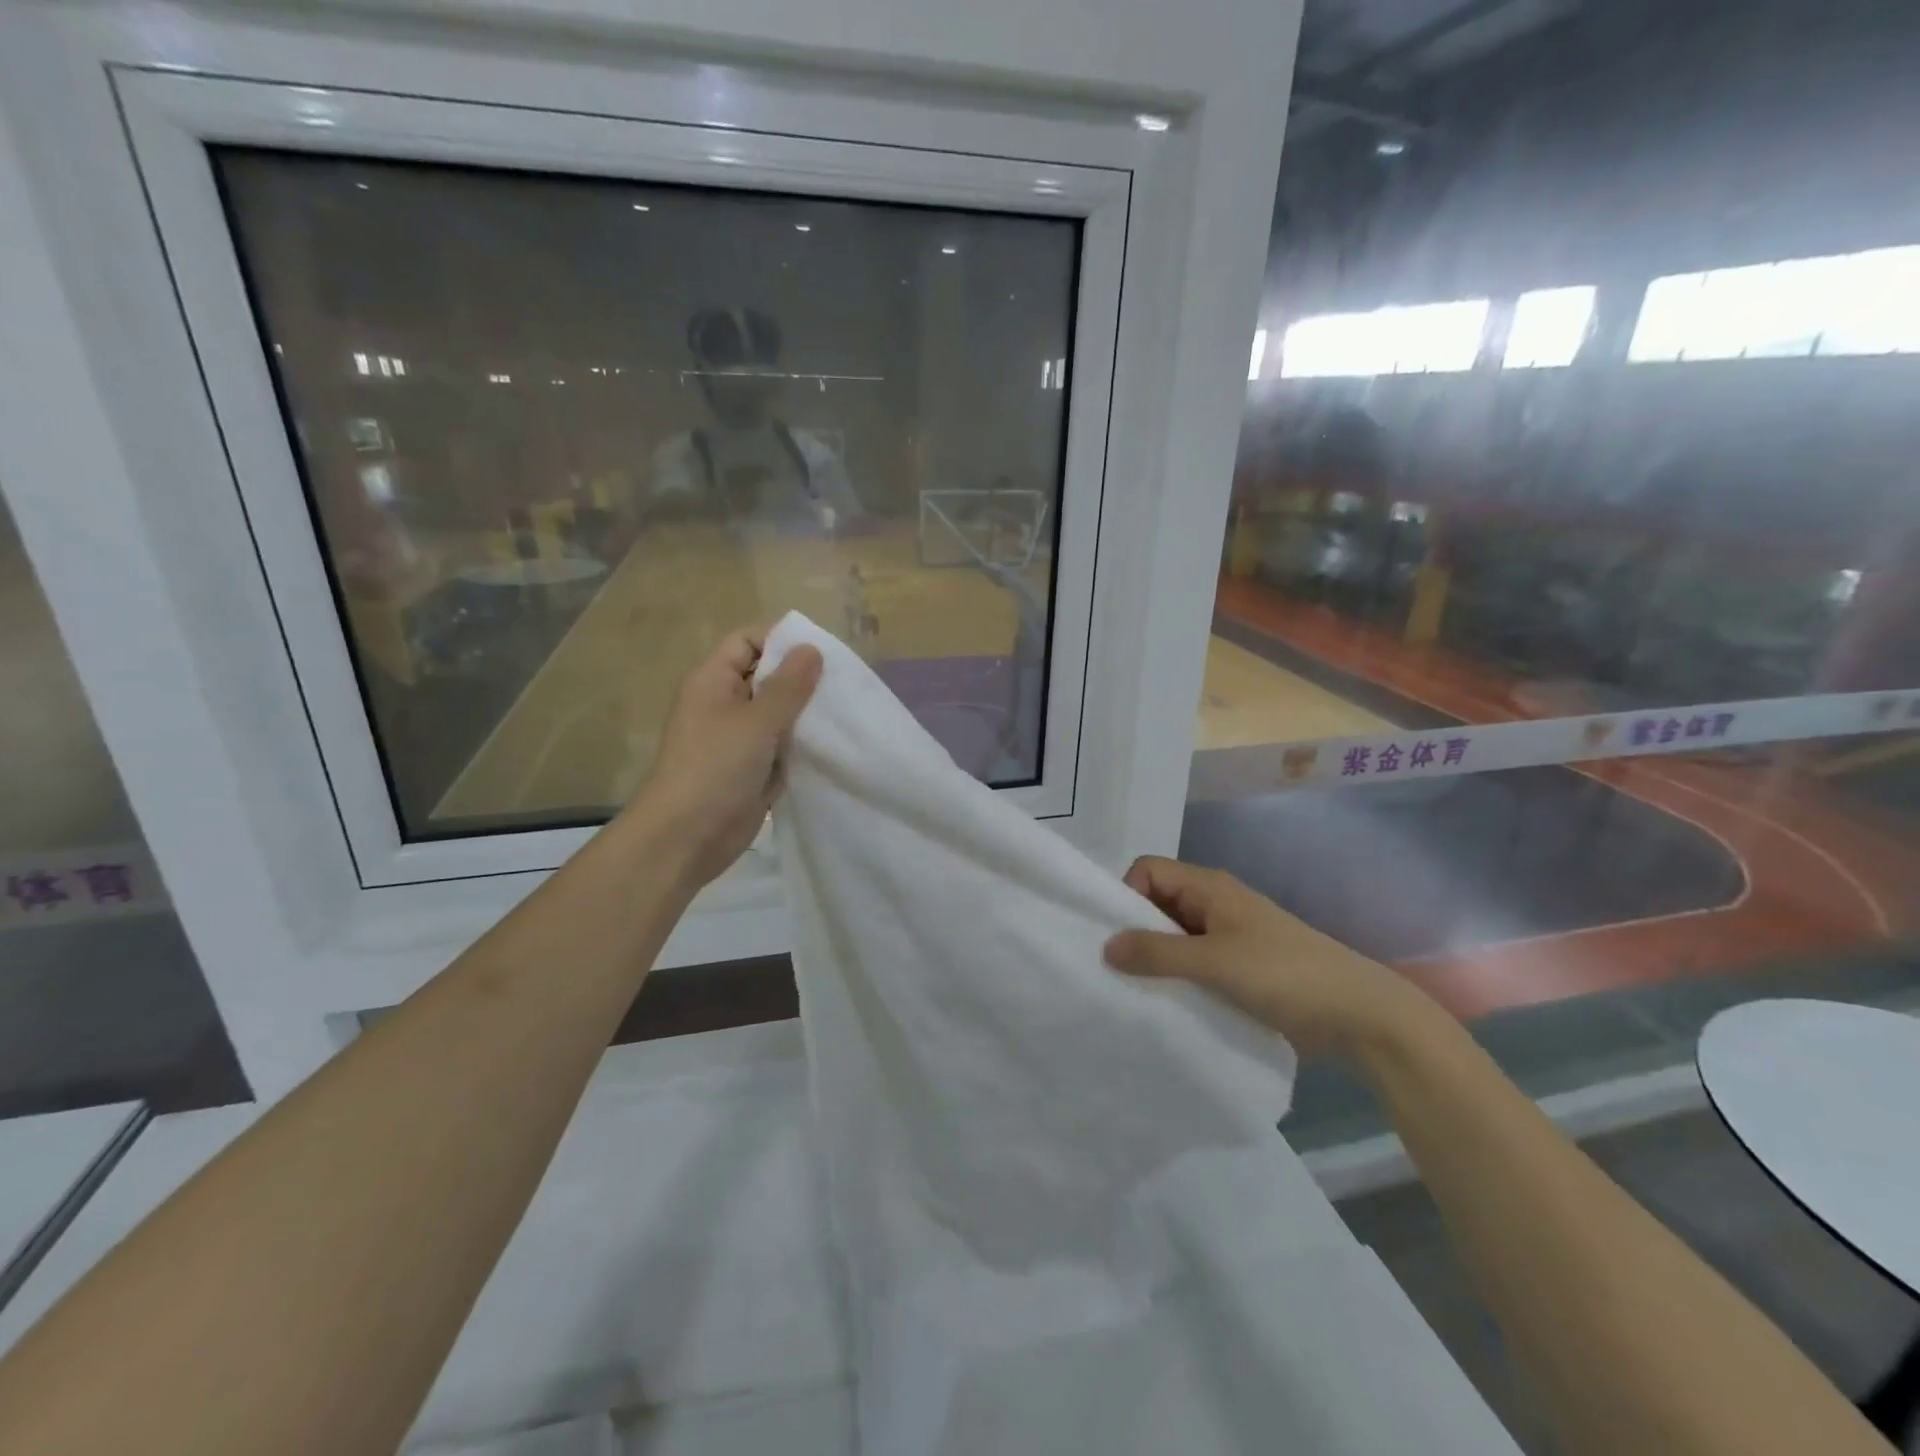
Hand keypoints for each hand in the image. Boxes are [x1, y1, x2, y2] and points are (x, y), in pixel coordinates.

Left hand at [626, 626, 822, 891]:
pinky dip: (801, 746)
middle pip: (766, 677)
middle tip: (842, 684)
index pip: (747, 642)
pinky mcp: (750, 769)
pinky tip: (832, 746)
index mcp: (712, 681)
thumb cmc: (715, 768)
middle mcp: (723, 704)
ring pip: (777, 715)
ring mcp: (737, 739)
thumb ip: (788, 686)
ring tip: (844, 713)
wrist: (686, 838)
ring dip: (805, 716)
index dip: (781, 640)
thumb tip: (812, 649)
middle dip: (801, 679)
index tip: (822, 651)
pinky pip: (780, 747)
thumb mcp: (757, 721)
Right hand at [1104, 856, 1443, 1062]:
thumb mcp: (1215, 962)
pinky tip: (1166, 1003)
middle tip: (1114, 969)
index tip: (1115, 935)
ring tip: (1135, 991)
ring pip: (1174, 936)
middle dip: (1134, 930)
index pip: (1148, 870)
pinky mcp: (1239, 968)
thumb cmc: (1285, 974)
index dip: (1125, 894)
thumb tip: (1105, 946)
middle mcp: (1214, 904)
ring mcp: (1228, 936)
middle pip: (1157, 902)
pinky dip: (1176, 977)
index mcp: (1209, 887)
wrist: (1360, 1015)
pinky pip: (1193, 962)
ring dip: (1155, 958)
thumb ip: (1158, 953)